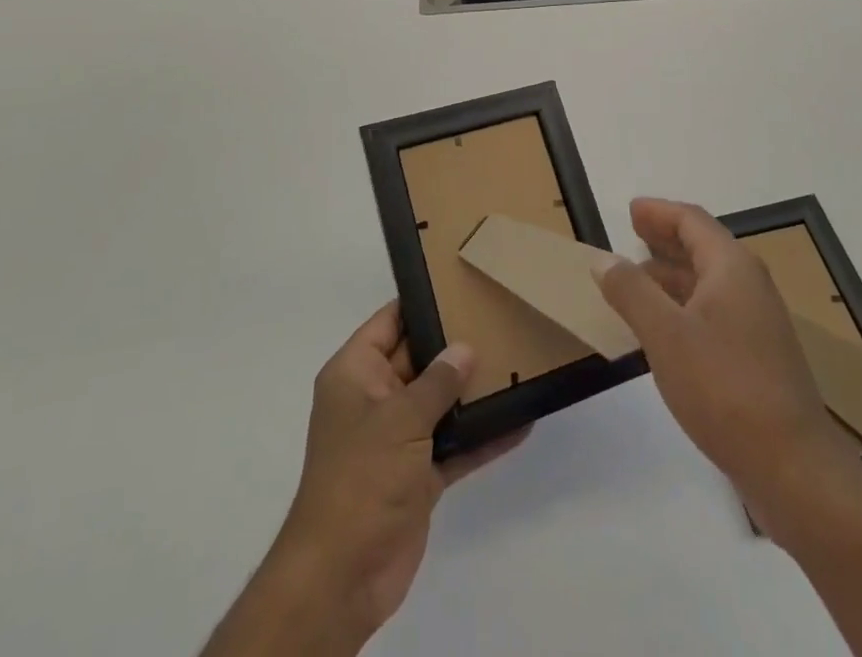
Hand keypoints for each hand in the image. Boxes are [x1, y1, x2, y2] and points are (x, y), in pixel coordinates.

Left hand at [267, 303, 523, 645]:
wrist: (341, 577)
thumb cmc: (361, 478)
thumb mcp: (400, 419)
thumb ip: (437, 382)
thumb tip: (465, 349)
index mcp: (356, 374)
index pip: (390, 322)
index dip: (421, 302)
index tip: (460, 284)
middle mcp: (375, 399)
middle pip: (419, 360)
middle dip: (456, 347)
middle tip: (500, 320)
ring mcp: (397, 439)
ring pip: (439, 403)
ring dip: (472, 393)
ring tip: (516, 366)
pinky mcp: (417, 476)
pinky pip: (453, 445)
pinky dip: (481, 438)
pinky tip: (520, 423)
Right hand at [594, 197, 861, 534]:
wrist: (793, 467)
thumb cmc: (724, 387)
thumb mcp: (665, 335)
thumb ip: (631, 292)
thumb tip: (604, 259)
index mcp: (732, 267)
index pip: (692, 221)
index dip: (659, 212)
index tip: (630, 210)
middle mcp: (749, 285)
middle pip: (703, 247)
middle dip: (666, 238)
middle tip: (631, 234)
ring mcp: (757, 323)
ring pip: (708, 282)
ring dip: (672, 274)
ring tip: (636, 280)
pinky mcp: (758, 357)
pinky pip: (713, 312)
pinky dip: (684, 305)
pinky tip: (663, 328)